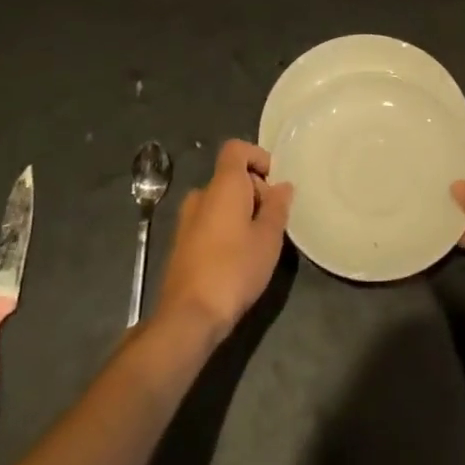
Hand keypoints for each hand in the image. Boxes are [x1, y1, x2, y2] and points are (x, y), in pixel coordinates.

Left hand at [154, 140, 292, 342]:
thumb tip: (282, 186)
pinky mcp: (181, 244)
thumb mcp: (268, 238)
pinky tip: (238, 257)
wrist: (189, 316)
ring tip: (259, 241)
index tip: (274, 182)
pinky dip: (226, 227)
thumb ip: (277, 207)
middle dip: (255, 190)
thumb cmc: (234, 269)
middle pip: (230, 176)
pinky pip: (209, 221)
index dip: (258, 157)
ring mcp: (186, 220)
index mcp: (222, 186)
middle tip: (273, 220)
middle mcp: (201, 195)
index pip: (236, 149)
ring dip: (241, 211)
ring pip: (220, 201)